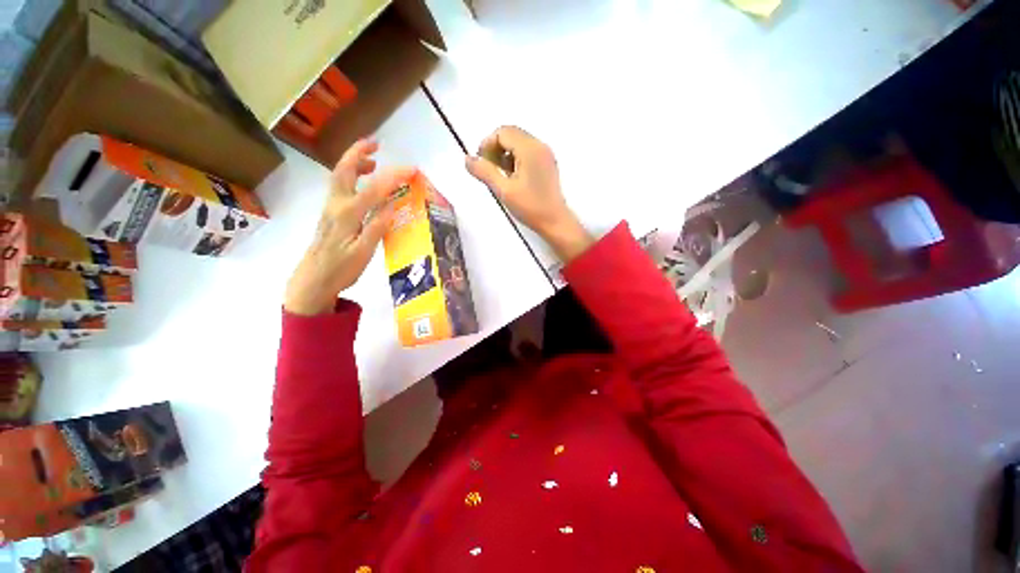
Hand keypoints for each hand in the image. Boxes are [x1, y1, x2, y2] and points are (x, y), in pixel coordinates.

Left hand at [285, 140, 412, 315]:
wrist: (313, 280)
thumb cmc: (341, 269)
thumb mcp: (363, 252)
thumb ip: (376, 228)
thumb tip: (392, 206)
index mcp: (348, 215)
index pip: (373, 188)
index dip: (393, 176)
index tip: (411, 170)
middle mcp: (337, 205)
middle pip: (344, 170)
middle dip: (359, 152)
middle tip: (376, 143)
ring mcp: (331, 208)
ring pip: (340, 176)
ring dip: (354, 162)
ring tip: (374, 160)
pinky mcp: (331, 213)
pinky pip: (341, 186)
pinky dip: (352, 176)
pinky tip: (363, 183)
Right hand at [465, 126, 592, 261]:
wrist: (555, 222)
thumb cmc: (530, 207)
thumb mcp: (504, 190)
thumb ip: (484, 172)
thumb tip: (467, 159)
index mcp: (529, 148)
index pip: (502, 132)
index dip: (487, 144)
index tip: (481, 163)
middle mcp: (539, 145)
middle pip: (511, 134)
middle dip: (495, 148)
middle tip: (488, 169)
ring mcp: (546, 154)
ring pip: (519, 142)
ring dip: (505, 153)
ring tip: (500, 175)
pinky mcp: (548, 163)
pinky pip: (528, 151)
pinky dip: (516, 158)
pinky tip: (512, 177)